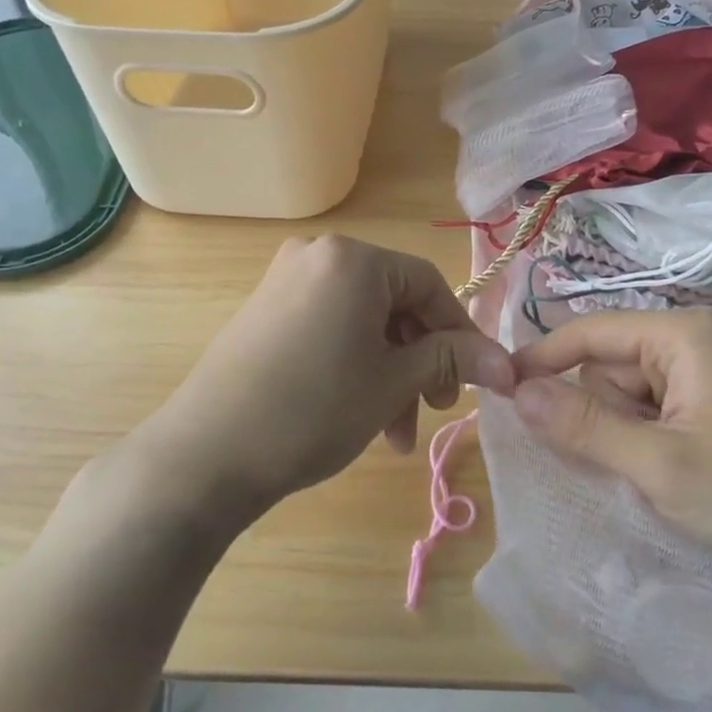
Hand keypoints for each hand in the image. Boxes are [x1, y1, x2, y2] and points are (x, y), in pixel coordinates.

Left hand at [123, 235, 513, 526]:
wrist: (204, 456)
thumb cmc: (314, 409)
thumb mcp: (393, 383)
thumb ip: (452, 361)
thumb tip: (507, 365)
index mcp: (353, 258)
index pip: (429, 284)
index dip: (459, 334)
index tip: (474, 381)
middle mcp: (318, 255)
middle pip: (395, 303)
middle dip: (419, 361)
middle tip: (430, 410)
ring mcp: (285, 281)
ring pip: (362, 322)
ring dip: (388, 372)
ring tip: (393, 433)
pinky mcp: (264, 311)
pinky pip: (329, 327)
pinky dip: (353, 364)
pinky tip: (359, 413)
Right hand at [510, 309, 711, 583]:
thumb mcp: (659, 465)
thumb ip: (584, 427)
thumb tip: (516, 392)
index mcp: (682, 334)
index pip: (590, 332)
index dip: (541, 359)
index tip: (499, 390)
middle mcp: (695, 338)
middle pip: (610, 365)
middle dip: (602, 414)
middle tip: (629, 464)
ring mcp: (710, 368)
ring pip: (632, 391)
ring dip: (627, 433)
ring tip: (661, 474)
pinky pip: (659, 407)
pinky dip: (648, 438)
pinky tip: (674, 473)